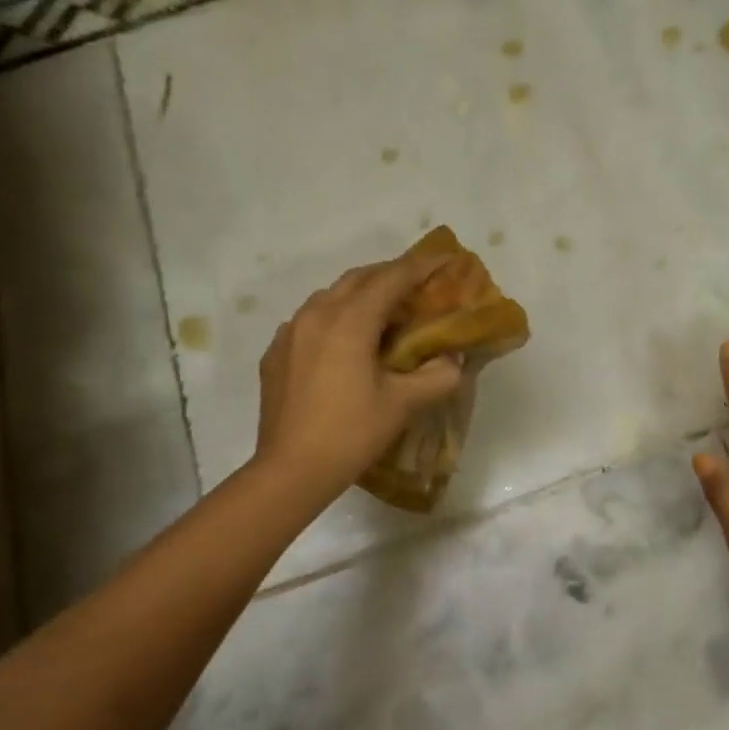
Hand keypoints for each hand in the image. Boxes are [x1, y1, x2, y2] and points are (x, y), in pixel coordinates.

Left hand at [254, 255, 464, 499]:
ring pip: (330, 297)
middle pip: (358, 279)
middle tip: (417, 285)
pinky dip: (335, 318)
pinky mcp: (276, 353)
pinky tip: (345, 342)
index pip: (391, 279)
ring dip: (360, 295)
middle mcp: (316, 315)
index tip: (445, 259)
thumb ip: (437, 376)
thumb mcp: (404, 405)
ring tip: (383, 313)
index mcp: (349, 321)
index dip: (421, 266)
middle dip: (390, 275)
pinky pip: (310, 320)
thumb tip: (451, 360)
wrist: (291, 470)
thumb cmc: (351, 433)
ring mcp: (290, 333)